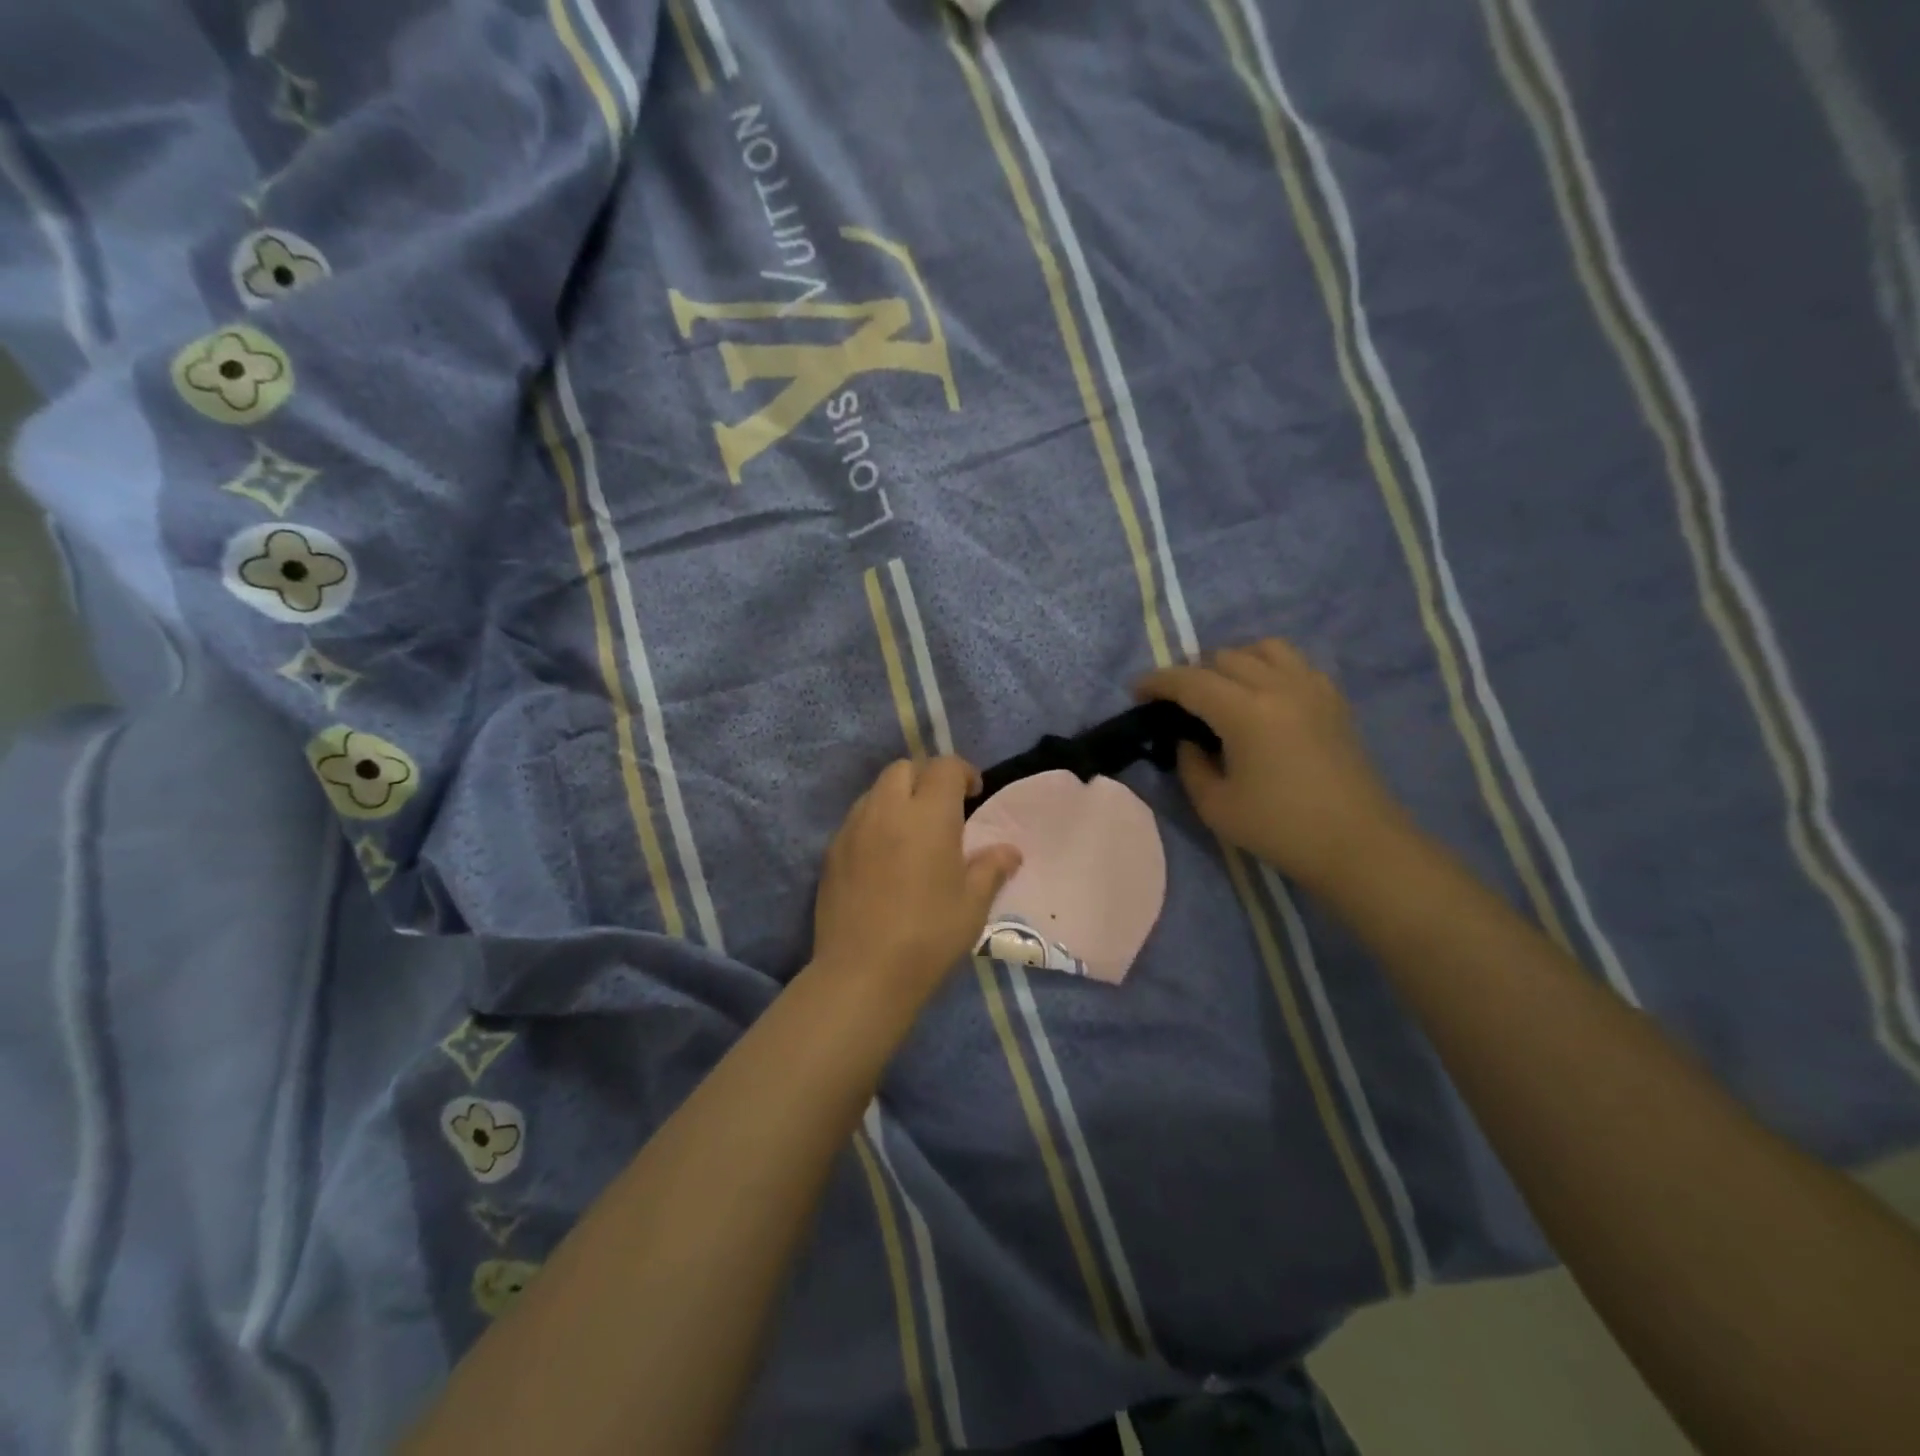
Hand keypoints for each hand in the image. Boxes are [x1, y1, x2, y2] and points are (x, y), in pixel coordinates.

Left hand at [812, 757, 1022, 1002]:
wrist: (862, 972)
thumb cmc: (928, 936)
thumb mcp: (973, 904)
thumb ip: (991, 868)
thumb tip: (1009, 851)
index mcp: (929, 815)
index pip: (945, 767)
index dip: (963, 772)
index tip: (974, 794)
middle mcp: (887, 810)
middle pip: (904, 768)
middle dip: (926, 777)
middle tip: (942, 808)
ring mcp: (853, 828)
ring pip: (875, 790)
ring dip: (897, 797)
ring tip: (911, 831)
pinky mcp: (831, 851)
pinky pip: (856, 819)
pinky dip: (875, 821)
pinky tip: (883, 856)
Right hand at [1137, 639, 1413, 894]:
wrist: (1359, 845)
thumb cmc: (1281, 829)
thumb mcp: (1216, 806)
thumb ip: (1191, 765)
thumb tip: (1187, 740)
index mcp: (1246, 712)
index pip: (1190, 681)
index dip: (1158, 682)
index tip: (1136, 691)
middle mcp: (1279, 686)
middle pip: (1224, 657)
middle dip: (1193, 673)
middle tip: (1178, 702)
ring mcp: (1312, 688)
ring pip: (1264, 649)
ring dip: (1234, 662)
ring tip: (1222, 690)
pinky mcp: (1334, 700)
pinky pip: (1294, 663)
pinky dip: (1269, 668)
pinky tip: (1263, 697)